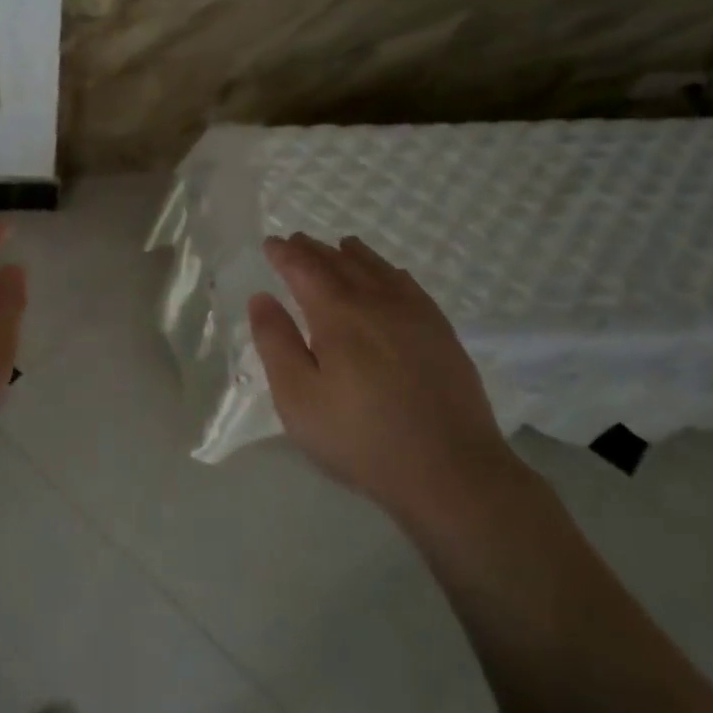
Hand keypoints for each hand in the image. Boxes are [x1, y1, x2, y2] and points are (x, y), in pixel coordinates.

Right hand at [248, 233, 520, 528]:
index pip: (305, 269)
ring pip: (379, 270)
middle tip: (297, 241)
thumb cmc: (360, 438)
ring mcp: (416, 316)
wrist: (451, 472)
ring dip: (353, 255)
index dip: (285, 254)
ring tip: (340, 246)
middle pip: (341, 263)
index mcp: (338, 315)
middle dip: (314, 250)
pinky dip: (390, 272)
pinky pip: (410, 286)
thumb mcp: (298, 398)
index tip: (271, 243)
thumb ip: (276, 343)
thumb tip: (261, 298)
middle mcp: (377, 303)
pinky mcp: (442, 334)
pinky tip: (390, 276)